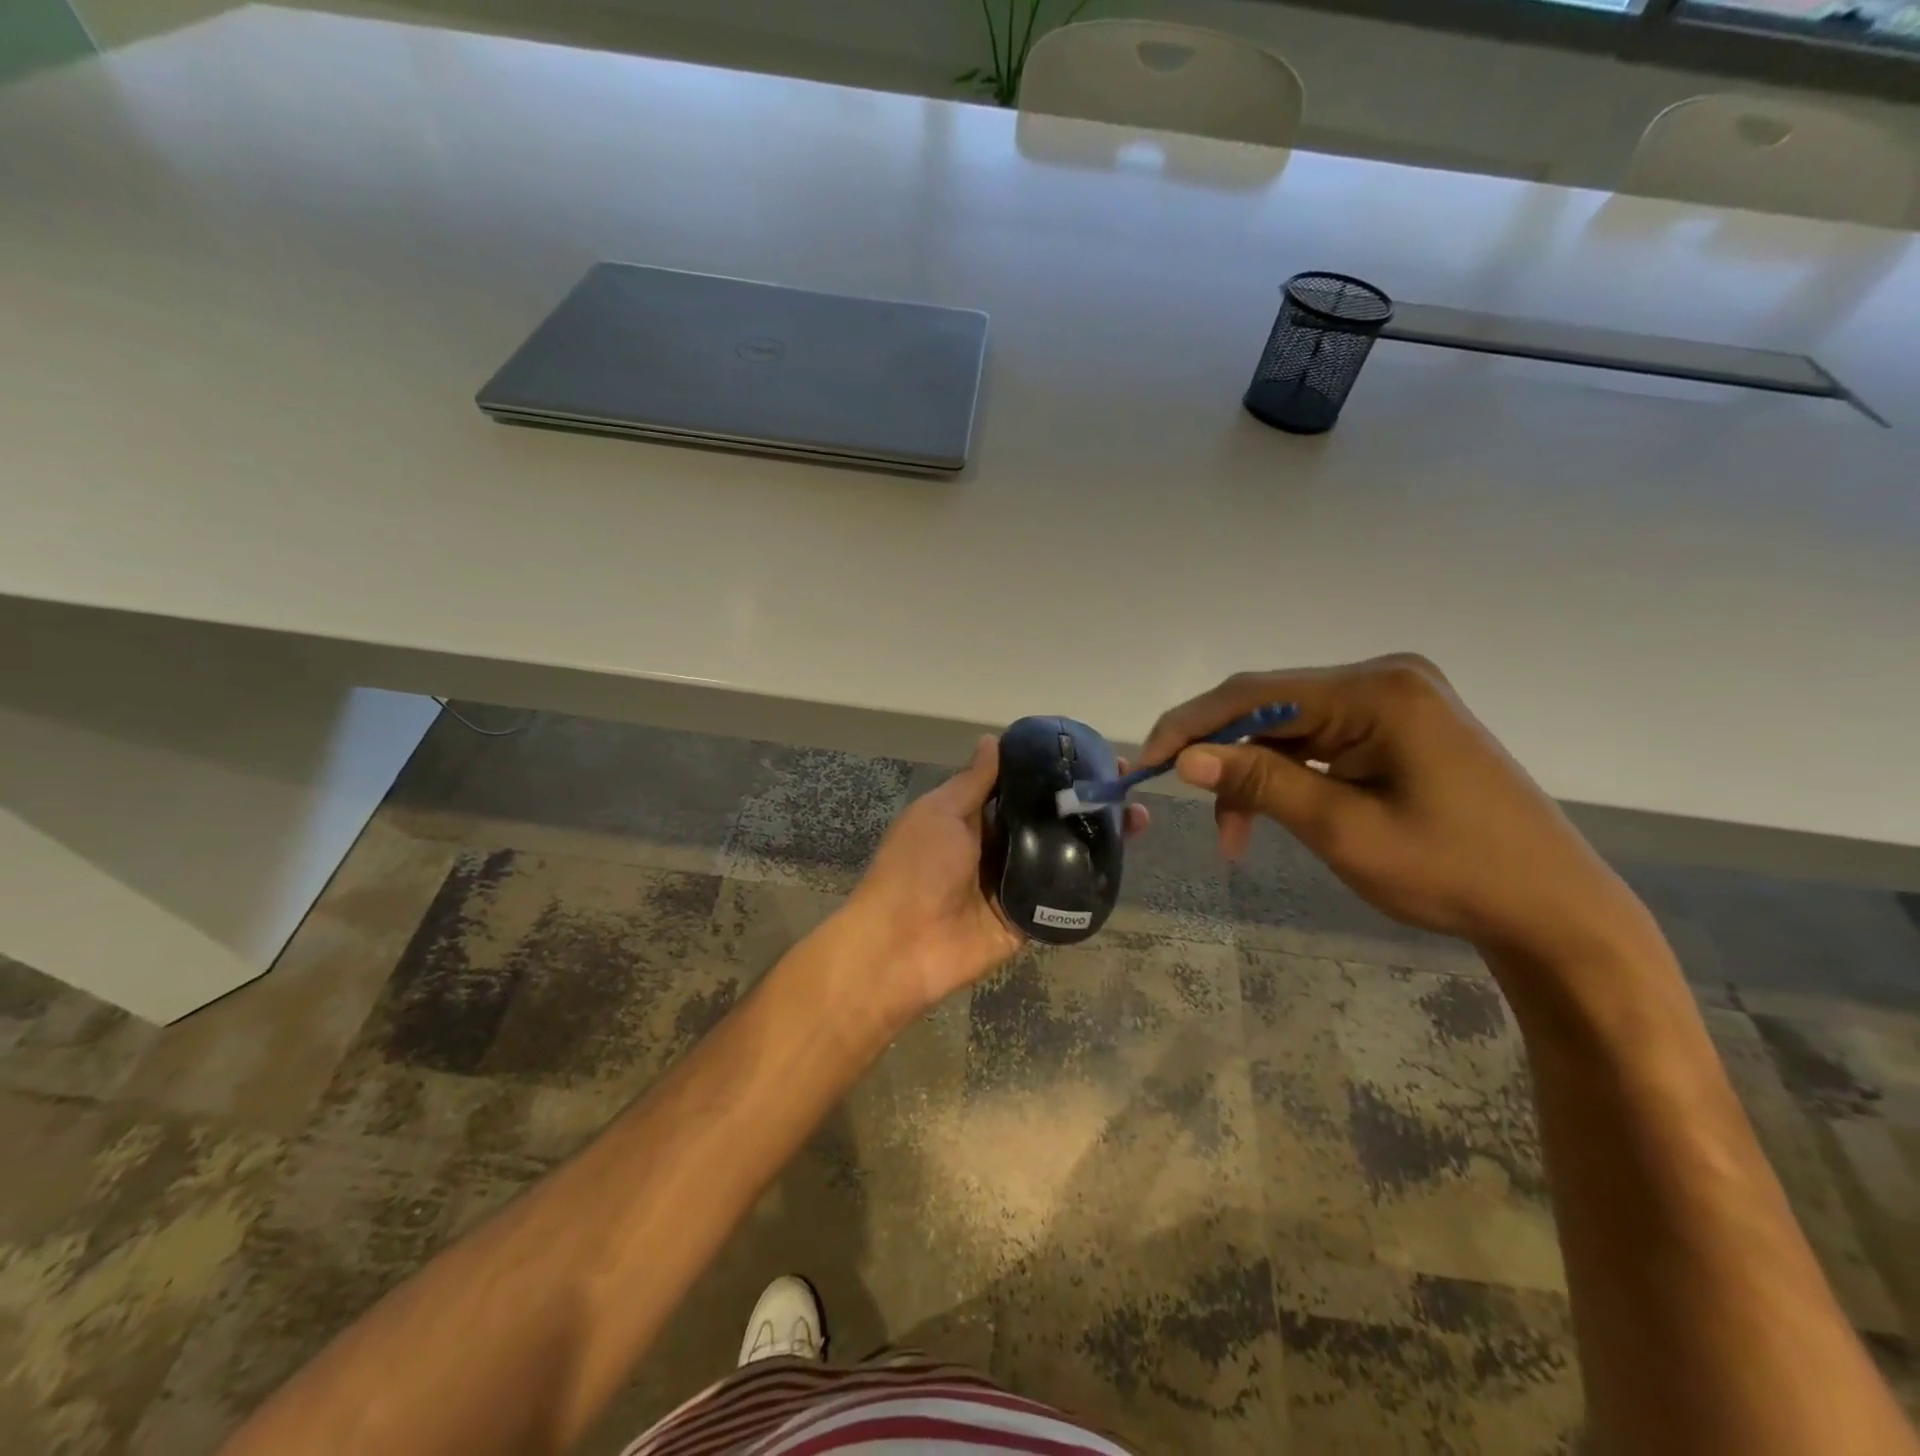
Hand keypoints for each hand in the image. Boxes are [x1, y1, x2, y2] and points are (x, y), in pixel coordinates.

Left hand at [845, 736, 1147, 1015]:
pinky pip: (1065, 894)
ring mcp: (1017, 881)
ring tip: (1139, 816)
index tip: (1091, 753)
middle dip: (1087, 800)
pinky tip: (1125, 857)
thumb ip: (972, 782)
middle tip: (1127, 784)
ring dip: (1100, 835)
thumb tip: (992, 740)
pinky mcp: (1030, 916)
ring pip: (1065, 852)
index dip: (1054, 769)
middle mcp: (999, 845)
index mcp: (974, 817)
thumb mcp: (940, 812)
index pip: (1022, 786)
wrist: (903, 947)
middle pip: (1051, 817)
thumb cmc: (916, 867)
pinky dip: (1093, 877)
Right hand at [1142, 655, 1654, 967]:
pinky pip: (1318, 740)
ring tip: (1237, 837)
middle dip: (1224, 759)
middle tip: (1197, 814)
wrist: (1552, 911)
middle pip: (1270, 707)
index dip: (1192, 725)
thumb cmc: (1450, 872)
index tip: (1146, 763)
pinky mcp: (1399, 725)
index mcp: (1377, 691)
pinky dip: (1287, 776)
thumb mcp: (1341, 829)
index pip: (1255, 693)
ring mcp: (1395, 700)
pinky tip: (1275, 813)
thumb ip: (1260, 781)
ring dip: (1253, 775)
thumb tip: (1184, 757)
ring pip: (1288, 727)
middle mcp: (1384, 678)